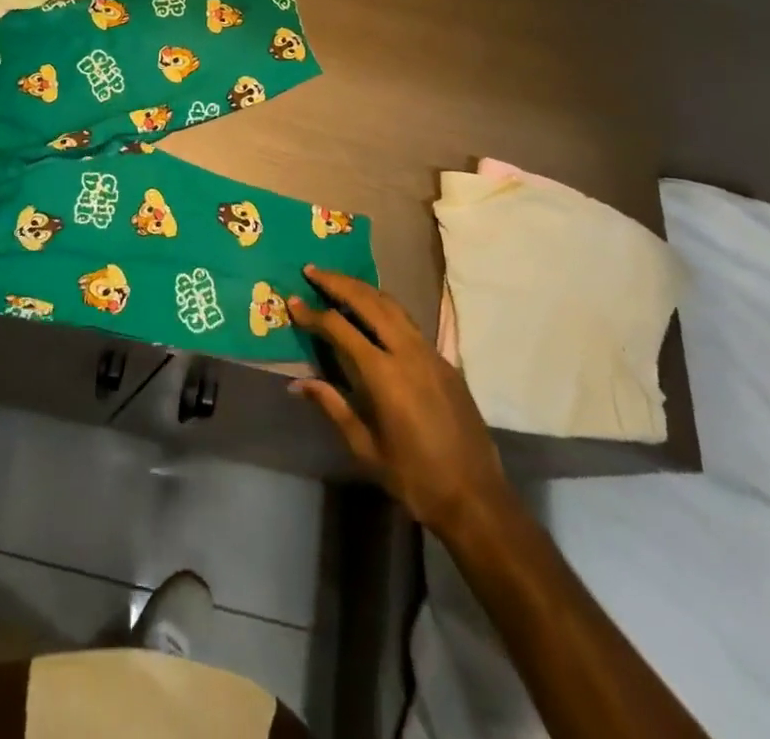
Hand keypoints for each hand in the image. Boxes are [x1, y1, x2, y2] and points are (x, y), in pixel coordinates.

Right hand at [289, 265, 507, 540]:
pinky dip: (385, 306)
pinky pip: (409, 322)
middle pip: (369, 302)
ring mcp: (430, 353)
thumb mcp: (365, 447)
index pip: (340, 329)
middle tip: (312, 271)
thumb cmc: (414, 477)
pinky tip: (373, 311)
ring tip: (339, 280)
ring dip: (363, 289)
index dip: (313, 314)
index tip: (293, 300)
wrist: (476, 498)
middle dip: (338, 283)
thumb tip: (298, 383)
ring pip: (392, 305)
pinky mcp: (445, 361)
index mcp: (384, 375)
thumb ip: (333, 406)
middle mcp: (408, 353)